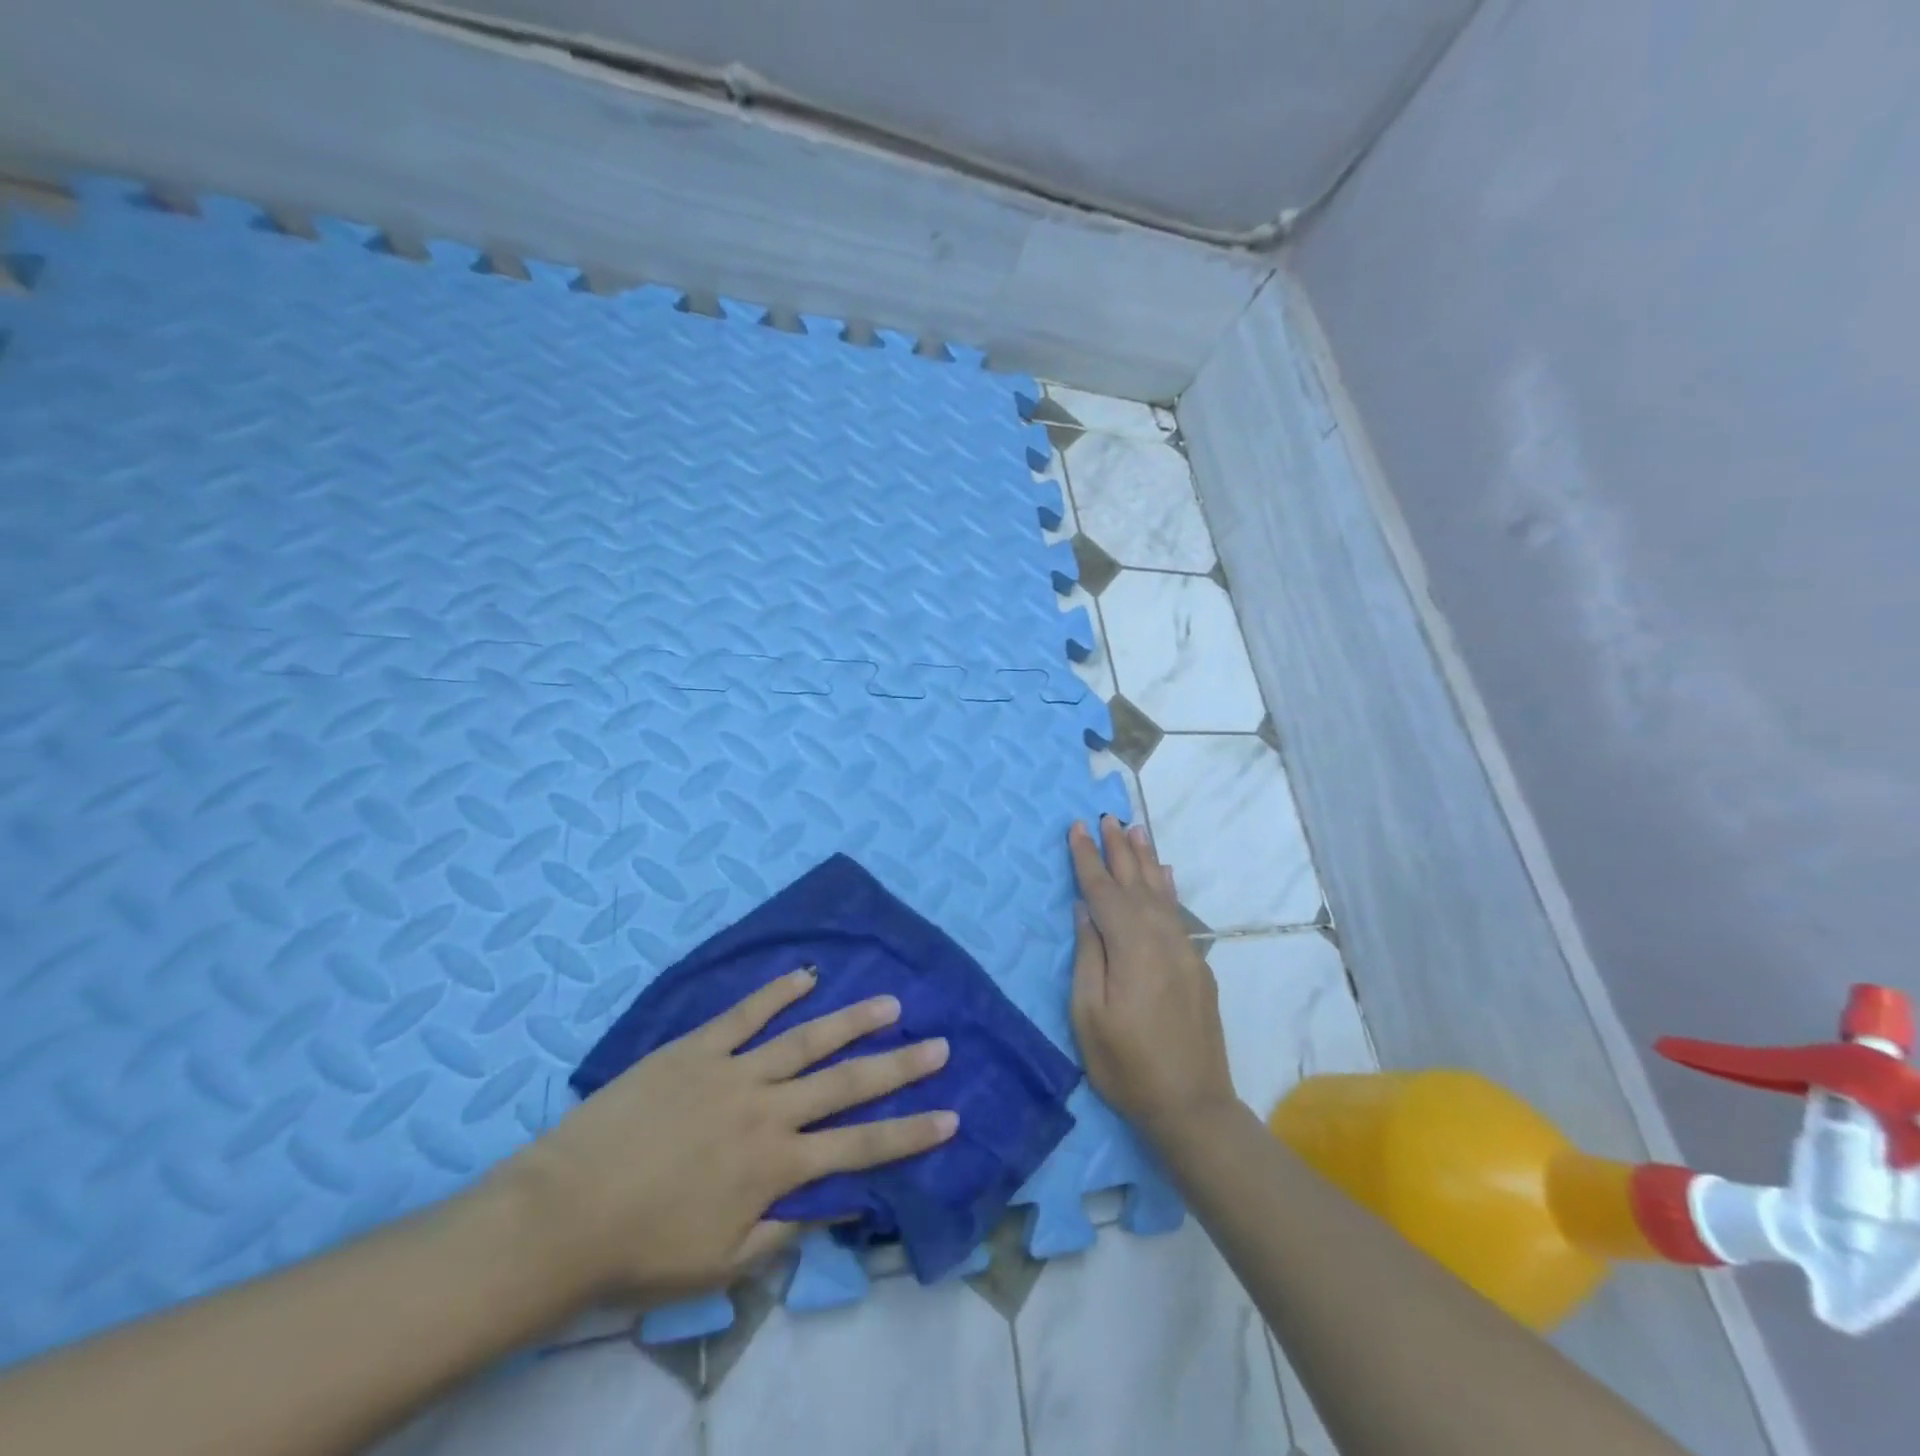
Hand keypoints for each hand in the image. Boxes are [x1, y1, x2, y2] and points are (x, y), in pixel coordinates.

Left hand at [494, 968, 955, 1305]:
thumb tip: (842, 1205)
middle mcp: (767, 1110)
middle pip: (846, 1082)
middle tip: (939, 1045)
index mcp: (775, 1165)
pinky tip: (806, 975)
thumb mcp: (721, 1264)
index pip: (860, 1147)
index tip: (951, 1115)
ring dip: (852, 1020)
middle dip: (899, 1066)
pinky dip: (777, 992)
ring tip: (890, 1003)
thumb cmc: (642, 1251)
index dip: (909, 1132)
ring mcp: (732, 1071)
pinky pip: (745, 1014)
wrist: (561, 1214)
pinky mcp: (696, 1047)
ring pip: (805, 1039)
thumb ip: (786, 1230)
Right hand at [1069, 817, 1236, 1147]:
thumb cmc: (1127, 1065)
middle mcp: (1161, 938)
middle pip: (1135, 882)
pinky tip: (1165, 875)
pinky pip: (1178, 913)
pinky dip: (1168, 889)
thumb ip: (1088, 955)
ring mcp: (1184, 951)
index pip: (1103, 890)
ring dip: (1146, 859)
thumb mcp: (1089, 1015)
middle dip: (1118, 848)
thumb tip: (1085, 909)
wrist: (1193, 1106)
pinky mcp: (1197, 967)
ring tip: (1136, 828)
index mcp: (1130, 946)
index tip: (1077, 826)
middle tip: (1107, 816)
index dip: (1087, 858)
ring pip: (1161, 893)